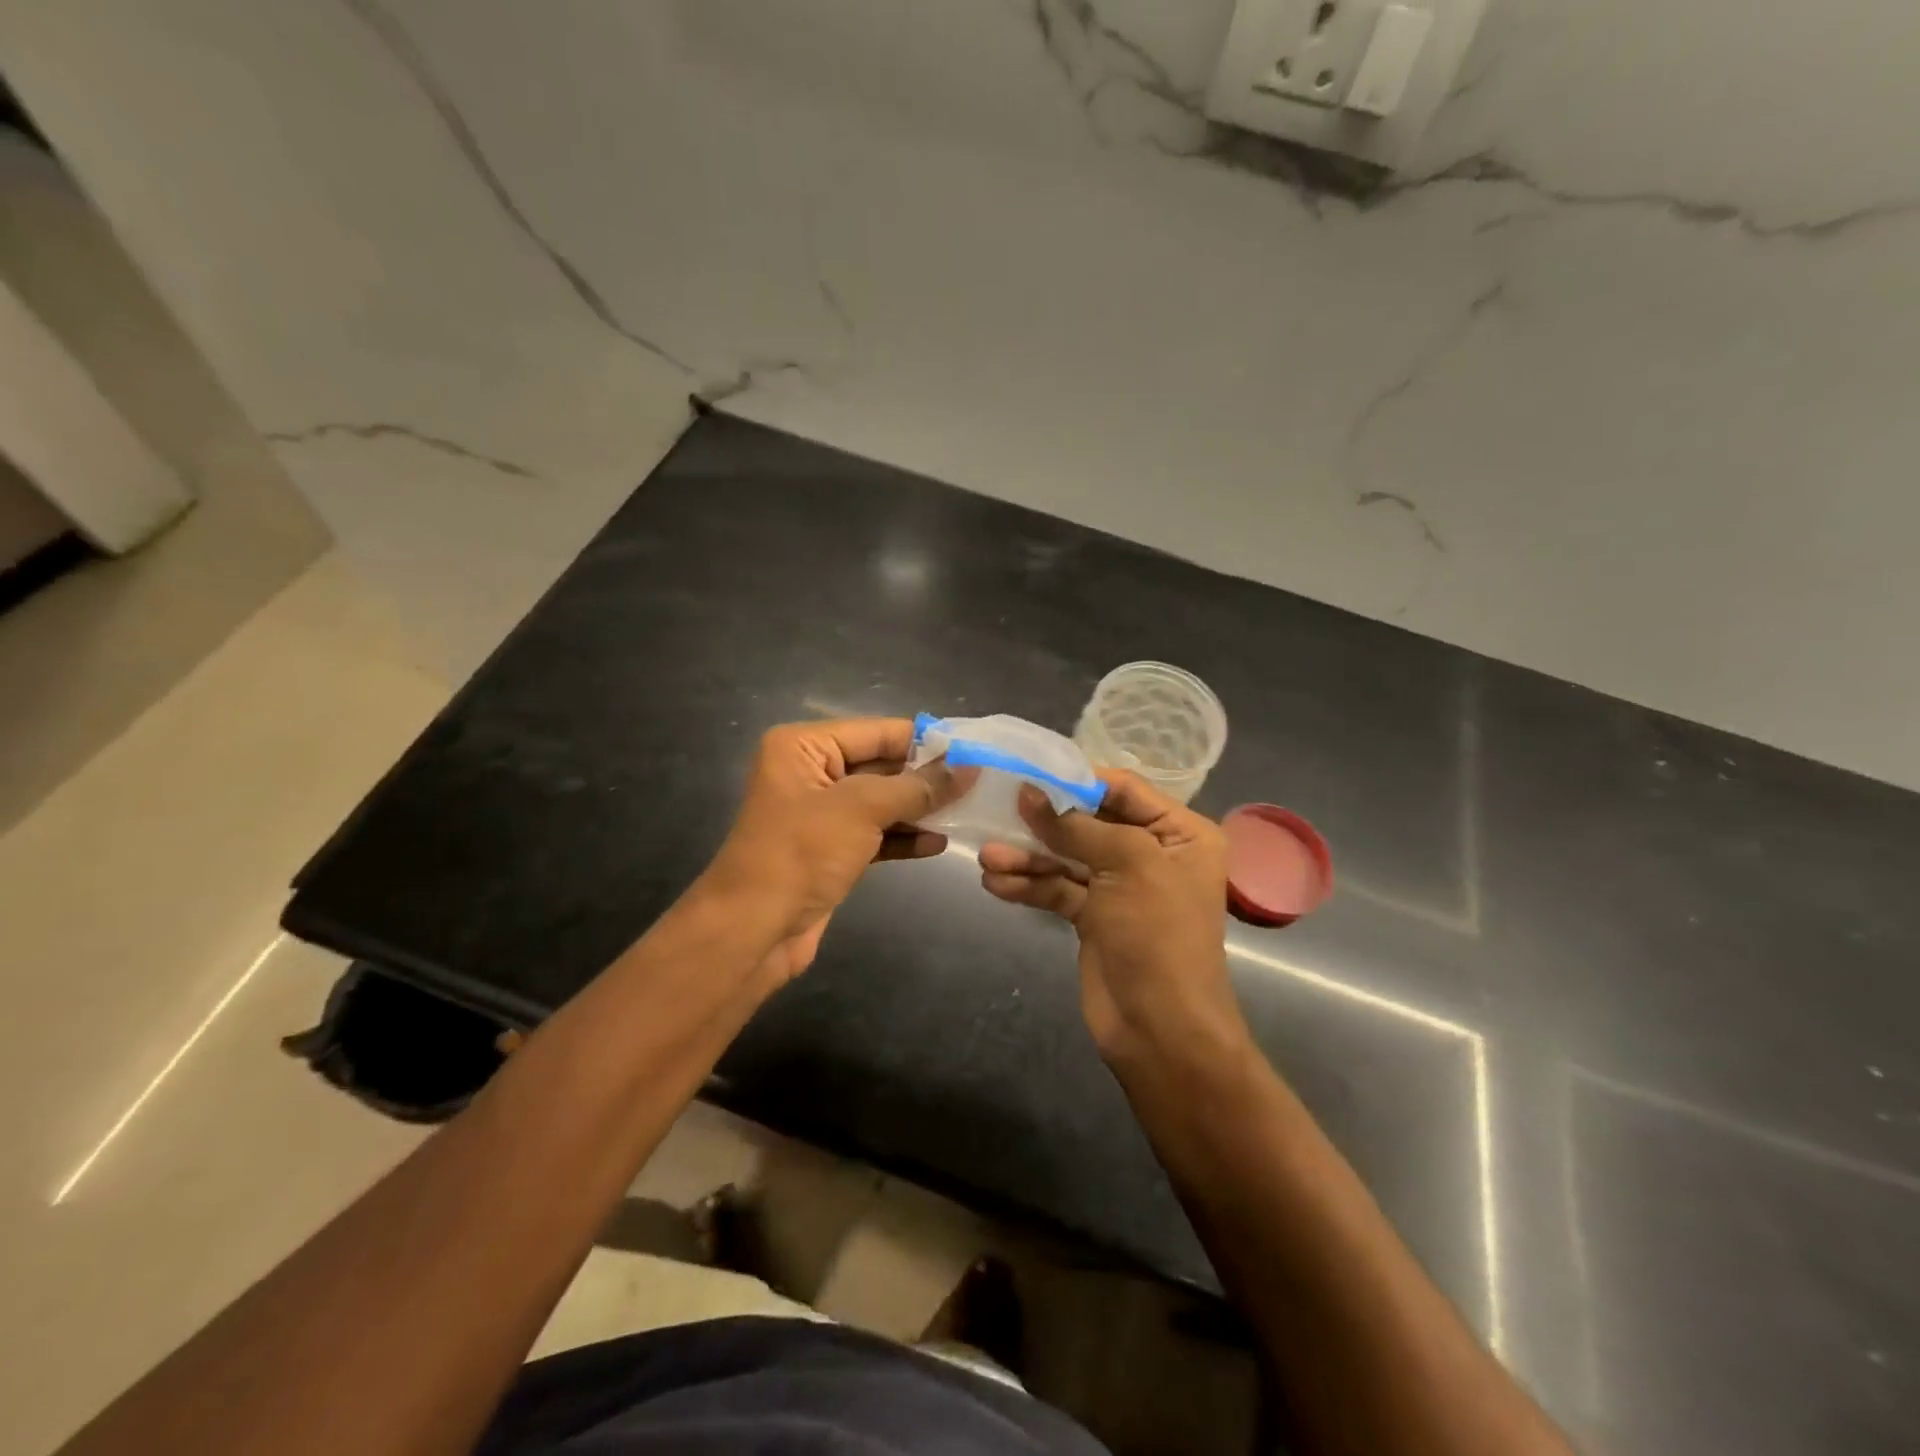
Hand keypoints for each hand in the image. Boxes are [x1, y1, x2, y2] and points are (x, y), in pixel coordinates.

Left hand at [702, 718, 967, 979]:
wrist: (754, 930)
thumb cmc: (801, 853)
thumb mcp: (862, 809)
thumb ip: (917, 786)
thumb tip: (968, 767)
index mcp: (803, 746)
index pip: (877, 732)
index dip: (925, 742)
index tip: (973, 751)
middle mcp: (810, 772)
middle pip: (881, 765)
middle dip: (926, 777)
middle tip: (978, 783)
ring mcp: (820, 814)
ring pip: (881, 802)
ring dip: (919, 809)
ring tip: (967, 812)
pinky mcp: (830, 851)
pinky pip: (875, 834)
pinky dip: (903, 837)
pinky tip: (938, 844)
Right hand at [979, 772, 1243, 1064]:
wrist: (1161, 1030)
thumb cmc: (1158, 935)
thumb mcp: (1127, 865)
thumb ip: (1077, 827)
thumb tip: (1030, 793)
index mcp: (1180, 834)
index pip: (1124, 789)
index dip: (1077, 780)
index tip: (1031, 771)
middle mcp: (1152, 854)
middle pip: (1090, 822)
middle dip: (1045, 821)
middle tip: (1000, 808)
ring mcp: (1120, 887)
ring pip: (1068, 857)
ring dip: (1028, 856)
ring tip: (988, 857)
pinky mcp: (1094, 917)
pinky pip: (1058, 889)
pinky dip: (1029, 885)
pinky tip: (996, 883)